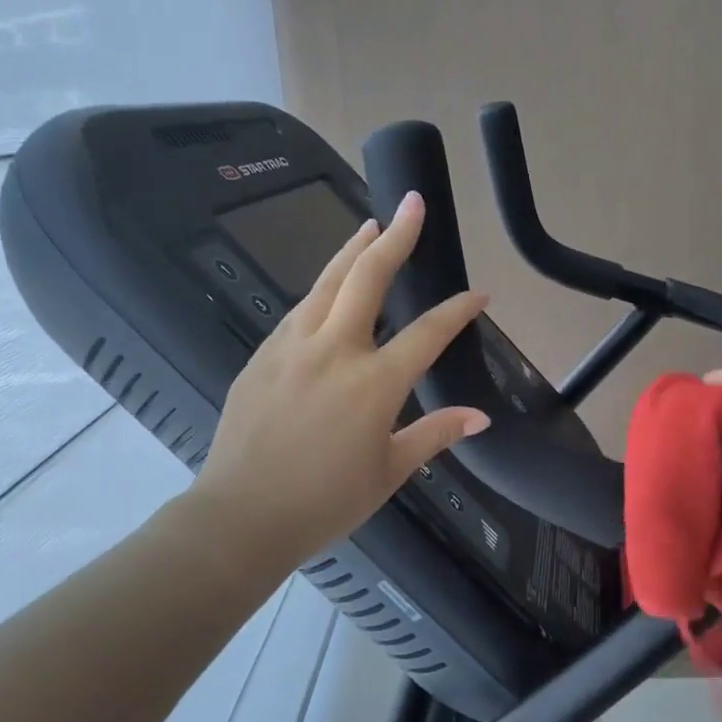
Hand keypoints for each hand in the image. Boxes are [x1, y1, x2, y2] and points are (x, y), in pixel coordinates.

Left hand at [178, 191, 489, 584]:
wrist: (241, 516)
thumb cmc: (325, 501)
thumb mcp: (390, 470)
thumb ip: (436, 434)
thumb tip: (480, 417)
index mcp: (375, 382)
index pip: (428, 332)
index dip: (458, 310)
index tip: (479, 293)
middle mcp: (335, 350)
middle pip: (369, 278)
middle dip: (395, 236)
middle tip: (411, 204)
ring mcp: (292, 347)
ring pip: (326, 282)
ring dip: (352, 250)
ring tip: (370, 226)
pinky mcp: (262, 355)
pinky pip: (298, 310)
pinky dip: (321, 288)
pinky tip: (328, 286)